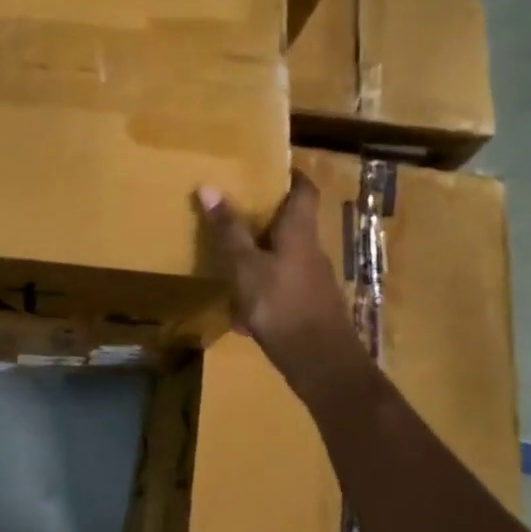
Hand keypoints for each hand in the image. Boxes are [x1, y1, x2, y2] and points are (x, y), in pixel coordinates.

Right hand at [196, 173, 365, 391]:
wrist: (321, 363)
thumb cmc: (282, 305)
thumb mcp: (246, 267)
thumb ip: (229, 231)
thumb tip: (209, 186)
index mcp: (299, 233)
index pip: (305, 191)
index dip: (291, 175)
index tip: (268, 168)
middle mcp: (311, 251)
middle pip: (292, 224)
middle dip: (266, 217)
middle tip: (235, 209)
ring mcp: (312, 281)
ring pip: (284, 257)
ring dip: (260, 255)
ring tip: (229, 258)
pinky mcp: (308, 306)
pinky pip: (281, 287)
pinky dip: (261, 289)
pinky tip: (240, 311)